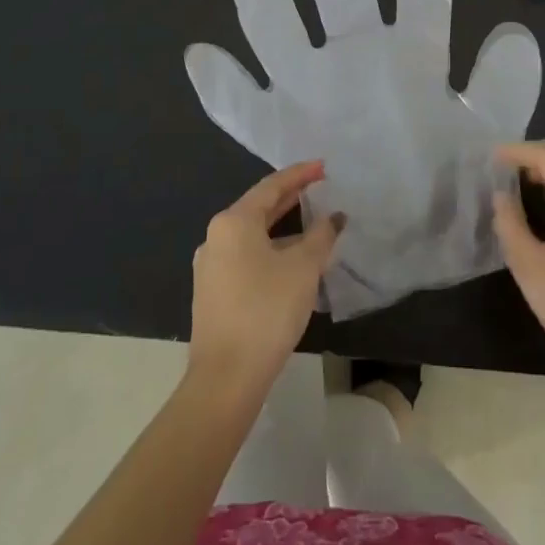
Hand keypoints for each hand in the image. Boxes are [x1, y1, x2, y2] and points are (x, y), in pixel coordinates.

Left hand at [189, 161, 344, 405]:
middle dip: (290, 198)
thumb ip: (321, 236)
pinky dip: (270, 250)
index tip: (323, 167)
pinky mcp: (212, 292)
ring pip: (253, 235)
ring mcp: (210, 266)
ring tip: (311, 225)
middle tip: (319, 188)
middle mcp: (216, 237)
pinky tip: (291, 261)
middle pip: (259, 208)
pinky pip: (246, 257)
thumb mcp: (303, 268)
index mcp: (234, 222)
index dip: (300, 174)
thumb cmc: (266, 310)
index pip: (271, 186)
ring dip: (282, 228)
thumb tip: (334, 217)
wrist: (226, 377)